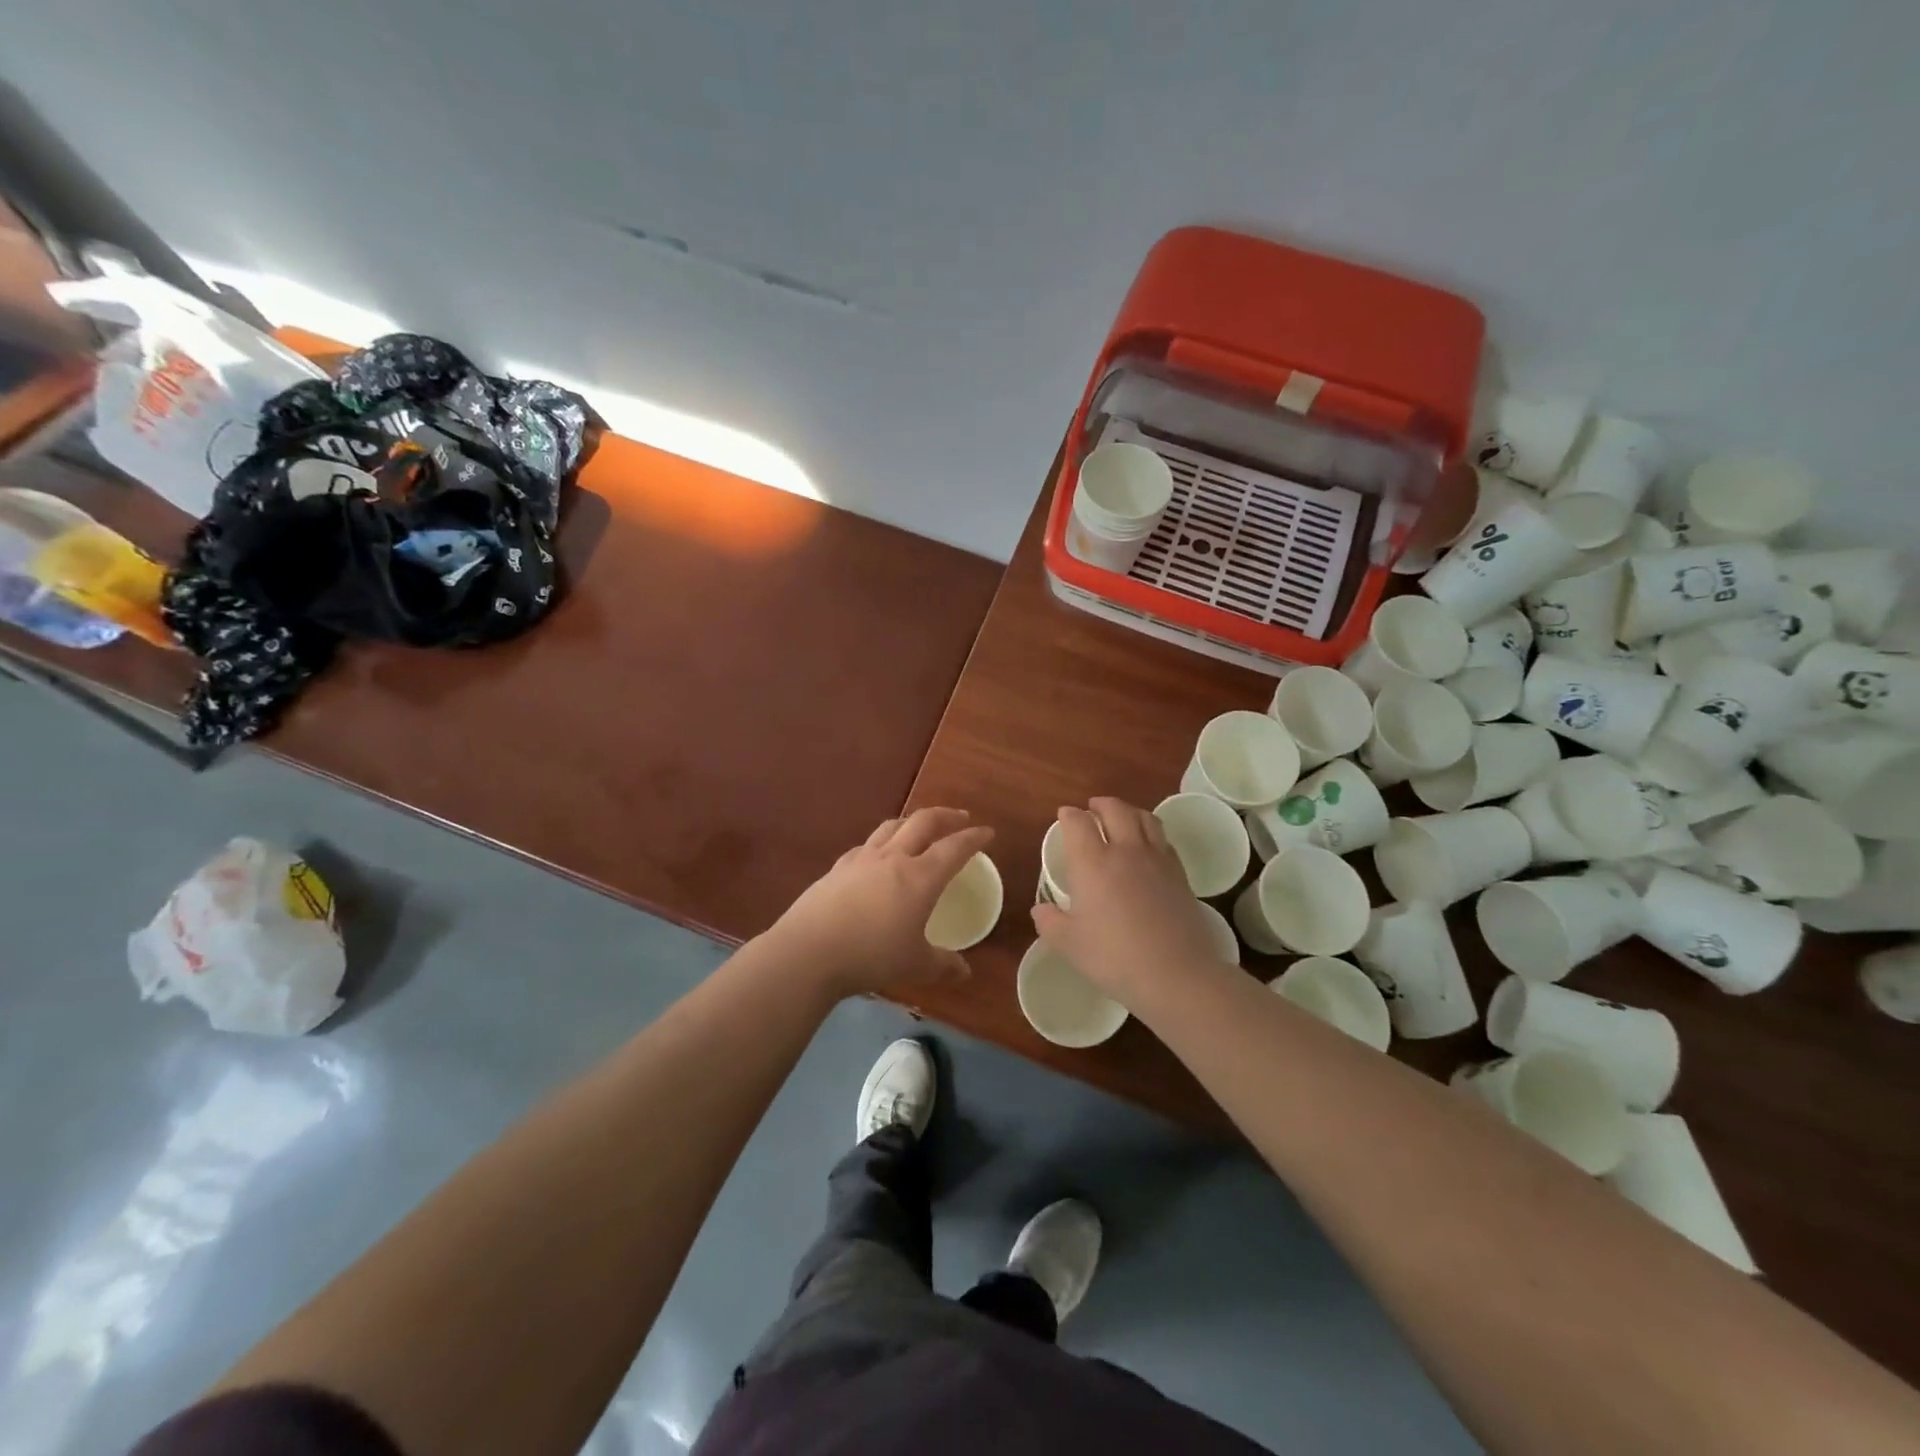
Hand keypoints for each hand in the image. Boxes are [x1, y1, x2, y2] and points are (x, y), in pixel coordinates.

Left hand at [766, 808, 994, 1000]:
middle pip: (923, 822)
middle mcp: (894, 858)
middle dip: (946, 816)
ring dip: (912, 822)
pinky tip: (878, 856)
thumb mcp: (915, 965)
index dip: (973, 838)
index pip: (954, 848)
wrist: (808, 951)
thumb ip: (943, 964)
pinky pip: (866, 845)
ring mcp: (862, 859)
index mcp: (921, 877)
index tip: (987, 832)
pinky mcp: (838, 867)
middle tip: (960, 818)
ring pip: (892, 826)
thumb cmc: (871, 956)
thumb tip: (965, 972)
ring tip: (920, 828)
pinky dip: (882, 842)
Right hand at [1030, 798, 1228, 1007]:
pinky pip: (1163, 839)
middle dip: (1100, 804)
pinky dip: (1151, 833)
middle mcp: (1125, 850)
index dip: (1069, 815)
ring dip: (1129, 811)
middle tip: (1092, 809)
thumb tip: (1040, 909)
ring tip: (1122, 818)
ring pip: (1144, 818)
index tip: (1064, 816)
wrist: (1177, 974)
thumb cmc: (1114, 958)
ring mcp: (1157, 859)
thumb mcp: (1069, 944)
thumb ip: (1050, 922)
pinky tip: (1148, 847)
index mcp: (1092, 862)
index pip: (1078, 823)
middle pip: (1115, 810)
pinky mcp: (1180, 874)